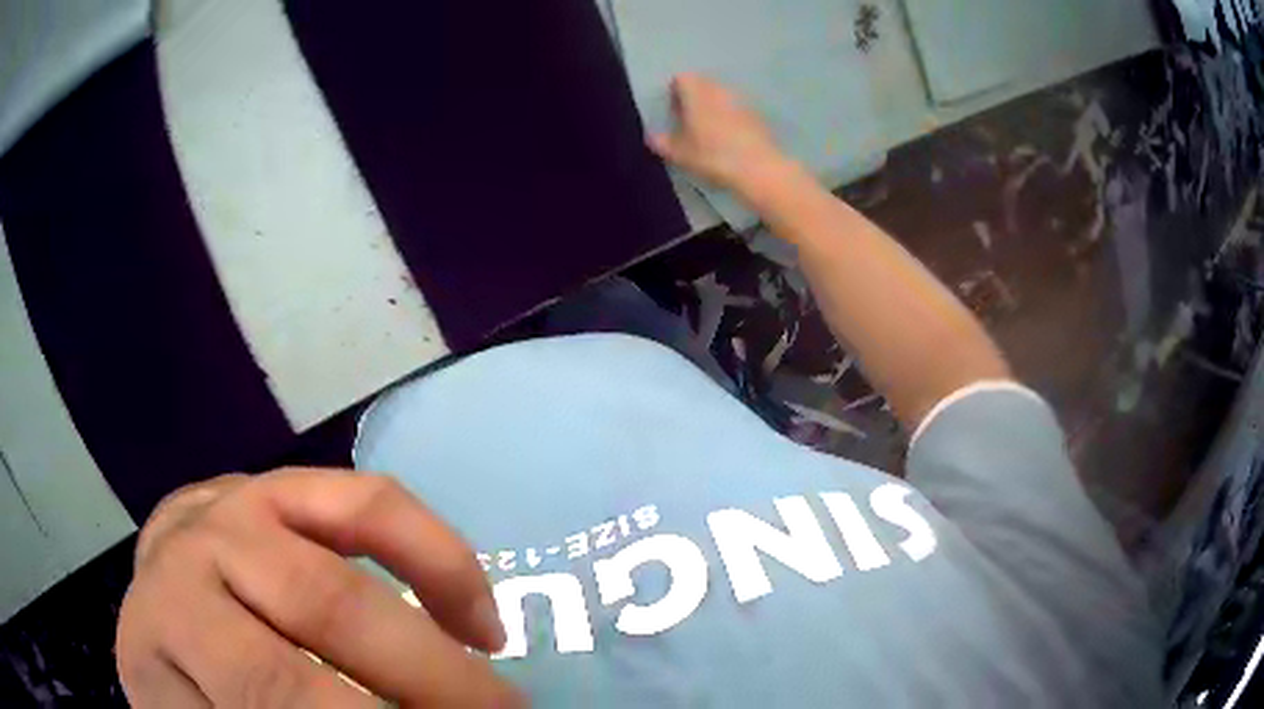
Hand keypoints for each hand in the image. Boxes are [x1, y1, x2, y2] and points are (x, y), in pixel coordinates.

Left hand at [116, 469, 523, 707]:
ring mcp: (218, 515)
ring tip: (497, 699)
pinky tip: (468, 615)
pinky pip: (360, 503)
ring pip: (338, 579)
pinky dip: (432, 558)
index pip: (272, 703)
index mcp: (156, 668)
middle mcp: (174, 579)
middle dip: (425, 696)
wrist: (171, 624)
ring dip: (436, 655)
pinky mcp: (267, 483)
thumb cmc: (200, 696)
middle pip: (306, 644)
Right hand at [647, 73, 793, 200]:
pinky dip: (731, 117)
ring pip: (721, 95)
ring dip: (713, 107)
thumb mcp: (679, 154)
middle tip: (689, 121)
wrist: (759, 168)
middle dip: (694, 97)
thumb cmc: (713, 156)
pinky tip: (730, 139)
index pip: (681, 79)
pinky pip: (737, 109)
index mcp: (697, 93)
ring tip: (709, 131)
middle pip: (703, 84)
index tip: (674, 111)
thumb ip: (661, 142)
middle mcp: (719, 89)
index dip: (675, 92)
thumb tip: (651, 137)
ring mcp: (741, 100)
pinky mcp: (757, 114)